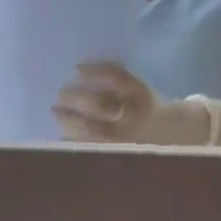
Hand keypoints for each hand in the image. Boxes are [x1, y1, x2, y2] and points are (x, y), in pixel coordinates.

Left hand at [54, 62, 205, 144]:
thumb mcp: (137, 86)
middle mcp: (131, 114)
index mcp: (139, 92)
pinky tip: (60, 134)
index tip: (76, 67)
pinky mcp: (114, 152)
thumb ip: (116, 81)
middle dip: (78, 99)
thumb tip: (80, 73)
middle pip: (101, 105)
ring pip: (93, 130)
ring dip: (71, 122)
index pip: (117, 78)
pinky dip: (74, 141)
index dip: (96, 72)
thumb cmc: (143, 103)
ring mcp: (122, 136)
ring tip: (55, 113)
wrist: (165, 132)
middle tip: (59, 93)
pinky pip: (90, 147)